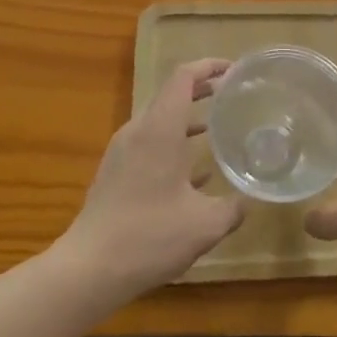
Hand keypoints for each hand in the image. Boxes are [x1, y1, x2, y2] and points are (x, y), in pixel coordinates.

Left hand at [59, 59, 243, 296]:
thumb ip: (232, 208)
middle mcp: (138, 131)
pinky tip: (197, 173)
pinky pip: (149, 144)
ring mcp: (122, 152)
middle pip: (171, 95)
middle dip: (202, 90)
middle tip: (232, 95)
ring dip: (188, 119)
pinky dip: (174, 145)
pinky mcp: (115, 174)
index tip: (234, 69)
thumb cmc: (149, 236)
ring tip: (218, 128)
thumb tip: (248, 201)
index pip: (183, 77)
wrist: (88, 270)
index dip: (209, 66)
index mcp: (160, 129)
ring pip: (160, 121)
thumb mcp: (205, 225)